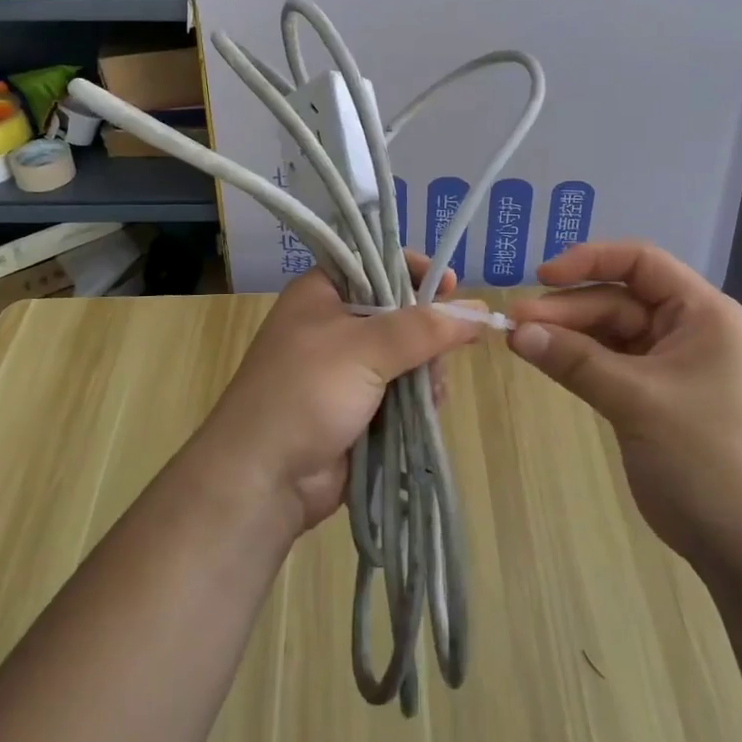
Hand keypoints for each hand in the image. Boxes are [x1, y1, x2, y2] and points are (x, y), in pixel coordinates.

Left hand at [201, 253, 484, 536]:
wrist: (263, 479)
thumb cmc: (305, 392)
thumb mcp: (364, 348)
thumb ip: (424, 328)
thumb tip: (478, 311)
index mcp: (322, 293)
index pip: (375, 263)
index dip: (414, 270)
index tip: (450, 284)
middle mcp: (334, 325)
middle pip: (399, 311)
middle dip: (427, 331)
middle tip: (449, 346)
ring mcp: (347, 370)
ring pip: (406, 355)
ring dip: (426, 369)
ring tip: (432, 388)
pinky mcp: (359, 408)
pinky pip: (403, 391)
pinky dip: (419, 398)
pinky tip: (430, 408)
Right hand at [506, 240, 741, 566]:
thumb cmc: (707, 456)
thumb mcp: (638, 400)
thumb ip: (576, 360)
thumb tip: (516, 330)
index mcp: (700, 312)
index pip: (640, 262)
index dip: (590, 261)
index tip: (543, 277)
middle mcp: (685, 329)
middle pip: (617, 300)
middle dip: (567, 309)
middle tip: (515, 323)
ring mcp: (667, 364)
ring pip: (608, 333)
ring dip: (567, 335)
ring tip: (519, 341)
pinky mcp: (651, 397)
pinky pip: (607, 364)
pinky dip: (577, 361)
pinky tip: (545, 361)